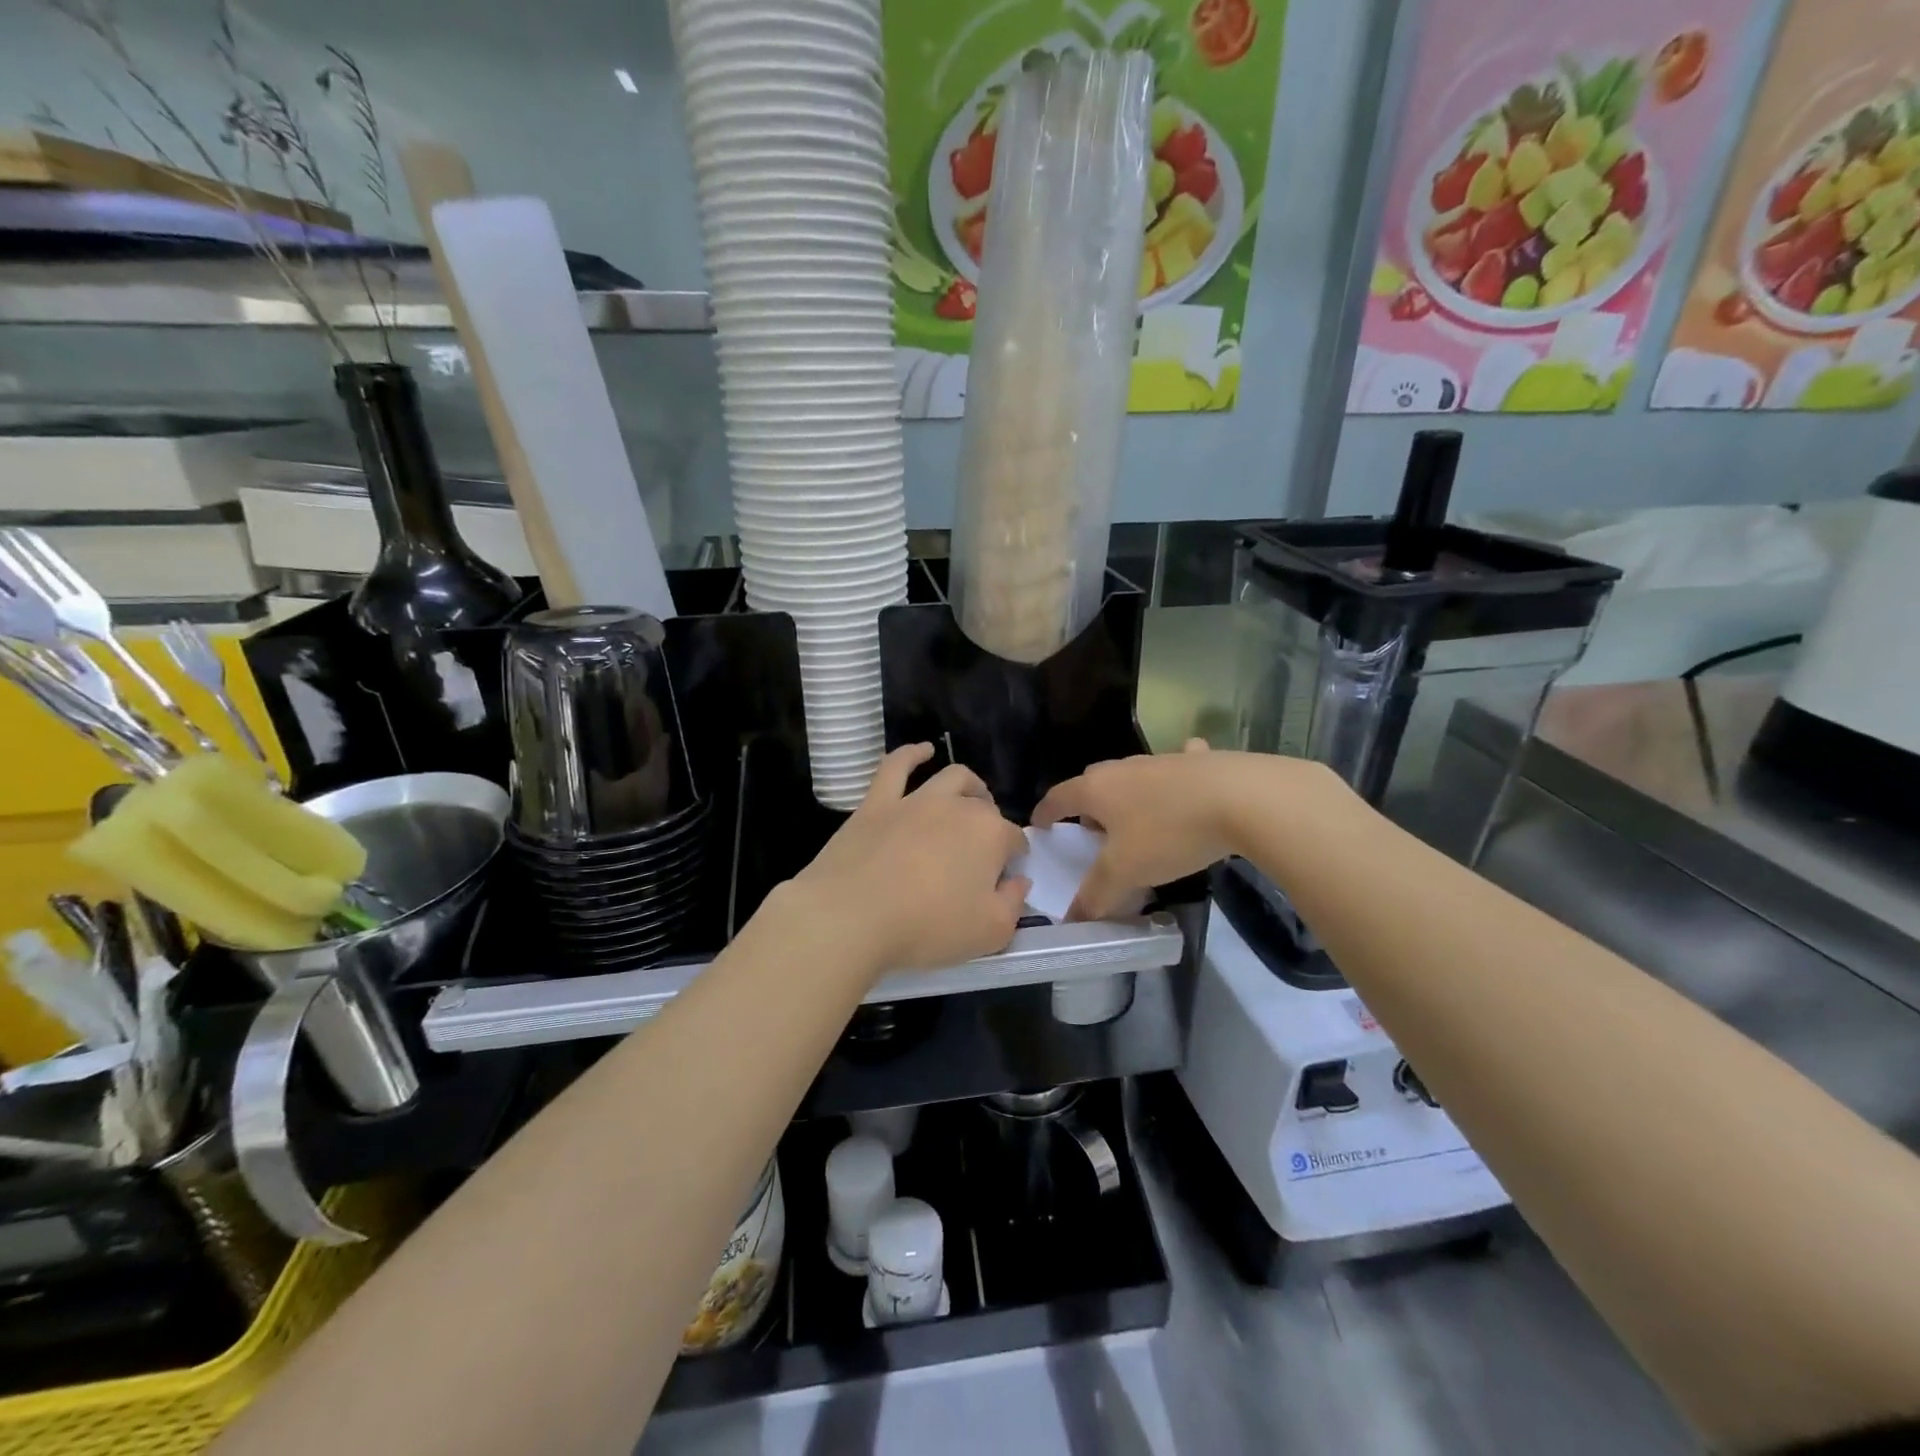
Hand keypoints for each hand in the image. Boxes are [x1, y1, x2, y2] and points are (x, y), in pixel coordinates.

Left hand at [786, 744, 1030, 976]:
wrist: (852, 916)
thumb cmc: (927, 927)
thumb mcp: (989, 933)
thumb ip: (1013, 904)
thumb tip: (1019, 880)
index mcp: (990, 835)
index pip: (1014, 840)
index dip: (1014, 857)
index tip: (1006, 877)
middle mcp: (957, 807)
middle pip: (984, 807)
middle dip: (992, 823)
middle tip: (983, 849)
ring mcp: (915, 800)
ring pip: (951, 778)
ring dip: (968, 785)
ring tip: (972, 795)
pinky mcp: (877, 803)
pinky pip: (896, 766)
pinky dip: (912, 754)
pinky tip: (923, 751)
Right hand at [1033, 742, 1340, 919]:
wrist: (1241, 798)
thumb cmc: (1169, 833)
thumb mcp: (1126, 872)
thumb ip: (1096, 895)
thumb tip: (1072, 919)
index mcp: (1097, 789)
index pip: (1058, 797)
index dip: (1046, 813)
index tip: (1041, 826)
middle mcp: (1124, 768)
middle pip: (1094, 783)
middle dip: (1087, 806)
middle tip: (1092, 833)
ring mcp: (1162, 760)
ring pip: (1133, 777)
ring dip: (1127, 797)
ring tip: (1135, 822)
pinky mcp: (1200, 761)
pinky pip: (1179, 767)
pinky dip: (1176, 778)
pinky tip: (1188, 788)